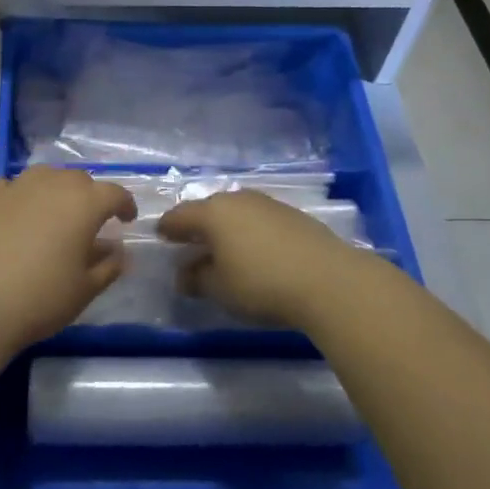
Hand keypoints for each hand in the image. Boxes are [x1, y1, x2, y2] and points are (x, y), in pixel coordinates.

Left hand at [0, 166, 138, 348]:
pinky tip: (16, 212)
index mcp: (84, 204)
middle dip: (89, 196)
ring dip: (55, 189)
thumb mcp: (87, 289)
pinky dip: (18, 194)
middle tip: (89, 222)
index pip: (114, 193)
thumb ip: (110, 265)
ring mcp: (17, 186)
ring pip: (45, 175)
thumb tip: (119, 250)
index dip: (125, 205)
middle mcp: (53, 184)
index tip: (126, 220)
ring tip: (53, 213)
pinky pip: (10, 185)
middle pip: (79, 180)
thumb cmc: (42, 299)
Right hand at [157, 190, 375, 328]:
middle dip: (197, 226)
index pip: (179, 216)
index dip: (167, 229)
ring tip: (225, 250)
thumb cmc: (261, 284)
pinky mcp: (293, 214)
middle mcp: (237, 200)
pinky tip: (256, 251)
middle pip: (208, 209)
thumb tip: (184, 275)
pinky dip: (250, 231)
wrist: (327, 280)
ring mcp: (268, 204)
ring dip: (226, 228)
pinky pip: (259, 219)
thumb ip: (196, 279)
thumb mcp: (220, 289)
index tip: (161, 238)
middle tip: (192, 245)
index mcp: (212, 213)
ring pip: (236, 212)